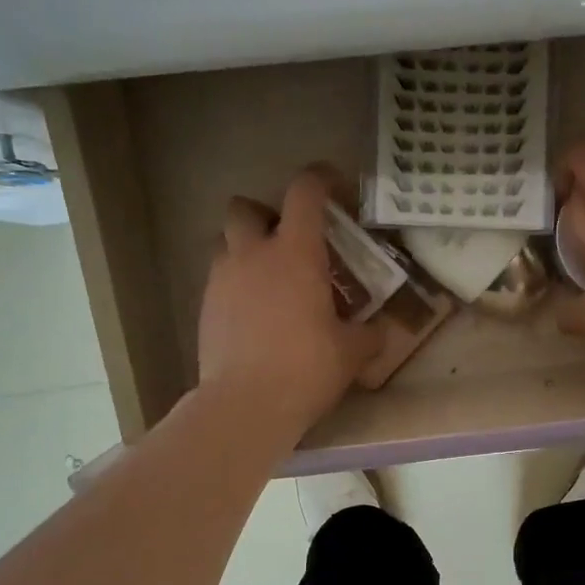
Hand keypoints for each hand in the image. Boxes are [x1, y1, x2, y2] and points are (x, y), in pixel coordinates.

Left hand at [197, 169, 383, 437]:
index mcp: (295, 253)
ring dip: (245, 249)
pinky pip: (218, 280)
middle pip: (245, 207)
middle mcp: (253, 254)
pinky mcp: (204, 308)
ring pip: (225, 242)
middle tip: (288, 242)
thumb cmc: (306, 368)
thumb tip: (380, 331)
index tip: (334, 186)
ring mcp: (222, 280)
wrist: (246, 405)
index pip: (305, 193)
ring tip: (267, 279)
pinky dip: (235, 285)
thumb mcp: (352, 353)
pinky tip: (253, 315)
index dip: (320, 179)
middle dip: (264, 215)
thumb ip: (369, 334)